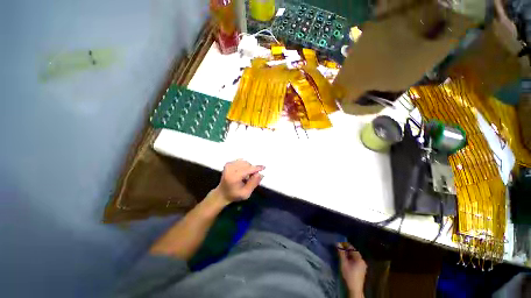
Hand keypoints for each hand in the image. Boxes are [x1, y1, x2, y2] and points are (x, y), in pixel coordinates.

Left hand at [213, 159, 264, 203]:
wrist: (222, 193)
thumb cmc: (234, 195)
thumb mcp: (246, 194)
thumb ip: (253, 183)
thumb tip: (260, 174)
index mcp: (234, 177)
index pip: (248, 169)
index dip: (257, 168)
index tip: (263, 167)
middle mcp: (230, 169)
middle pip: (247, 164)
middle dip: (252, 169)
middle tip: (251, 178)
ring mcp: (228, 165)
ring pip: (244, 162)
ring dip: (248, 167)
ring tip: (246, 176)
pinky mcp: (228, 163)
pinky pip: (241, 161)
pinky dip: (244, 166)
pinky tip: (242, 172)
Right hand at [338, 242, 366, 297]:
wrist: (354, 289)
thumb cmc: (349, 275)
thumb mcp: (343, 263)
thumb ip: (341, 252)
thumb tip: (337, 242)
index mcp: (359, 258)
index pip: (351, 247)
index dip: (344, 244)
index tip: (338, 242)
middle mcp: (362, 261)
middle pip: (353, 252)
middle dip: (345, 249)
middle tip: (338, 248)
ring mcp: (362, 266)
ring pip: (353, 257)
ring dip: (347, 254)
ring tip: (340, 253)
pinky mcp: (360, 270)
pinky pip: (354, 261)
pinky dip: (349, 259)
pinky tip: (345, 260)